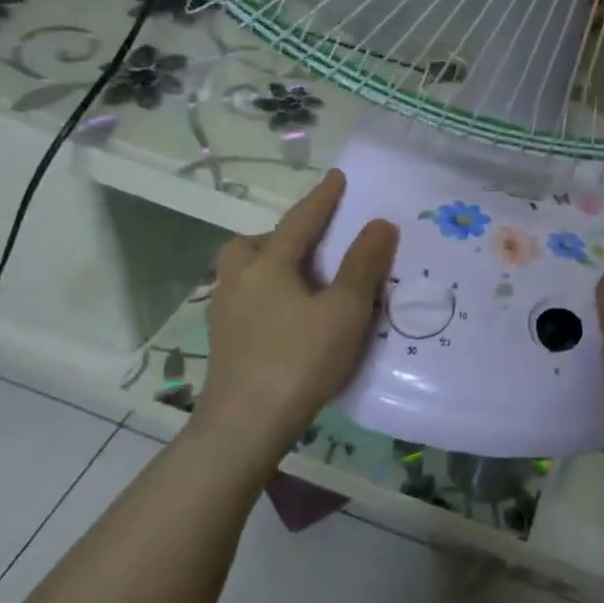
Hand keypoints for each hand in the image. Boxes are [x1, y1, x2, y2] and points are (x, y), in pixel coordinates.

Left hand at [193, 170, 397, 474]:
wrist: (245, 425)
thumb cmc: (299, 360)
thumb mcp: (344, 310)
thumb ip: (363, 265)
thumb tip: (380, 223)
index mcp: (268, 265)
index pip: (300, 221)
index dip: (323, 198)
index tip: (337, 176)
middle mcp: (239, 280)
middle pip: (253, 243)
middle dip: (281, 234)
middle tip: (310, 242)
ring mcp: (225, 312)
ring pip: (243, 271)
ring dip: (268, 263)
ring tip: (300, 279)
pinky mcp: (223, 341)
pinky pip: (244, 298)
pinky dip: (265, 292)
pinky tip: (286, 316)